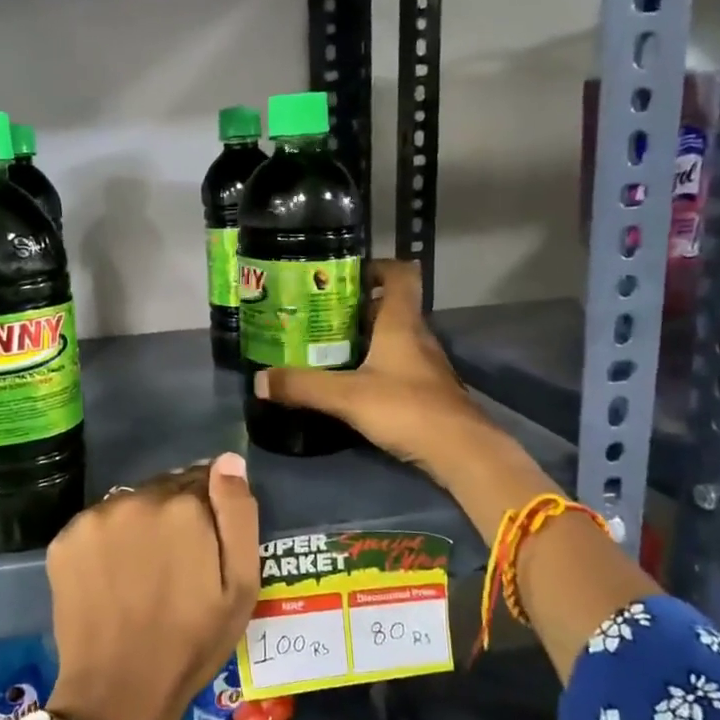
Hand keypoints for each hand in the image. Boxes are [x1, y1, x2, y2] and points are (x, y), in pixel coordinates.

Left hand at [45, 454, 260, 719]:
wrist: (119, 689)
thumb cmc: (192, 641)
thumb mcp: (241, 585)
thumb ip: (238, 514)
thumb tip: (228, 460)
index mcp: (183, 506)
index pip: (203, 480)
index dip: (210, 510)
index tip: (208, 542)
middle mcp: (135, 498)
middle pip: (164, 488)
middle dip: (175, 514)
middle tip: (177, 561)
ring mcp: (94, 518)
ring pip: (129, 504)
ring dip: (140, 523)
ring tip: (143, 571)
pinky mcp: (64, 540)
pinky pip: (96, 525)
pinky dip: (107, 540)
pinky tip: (113, 576)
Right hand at [254, 261, 502, 482]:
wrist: (461, 452)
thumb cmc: (406, 408)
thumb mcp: (347, 396)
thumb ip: (303, 386)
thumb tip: (259, 380)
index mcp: (401, 322)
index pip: (399, 274)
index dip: (375, 267)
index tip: (342, 276)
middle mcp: (416, 335)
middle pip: (389, 307)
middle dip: (355, 307)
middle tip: (317, 315)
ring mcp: (424, 364)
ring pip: (392, 337)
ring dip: (363, 338)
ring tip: (324, 347)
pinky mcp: (426, 390)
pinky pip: (396, 364)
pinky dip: (373, 365)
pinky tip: (350, 382)